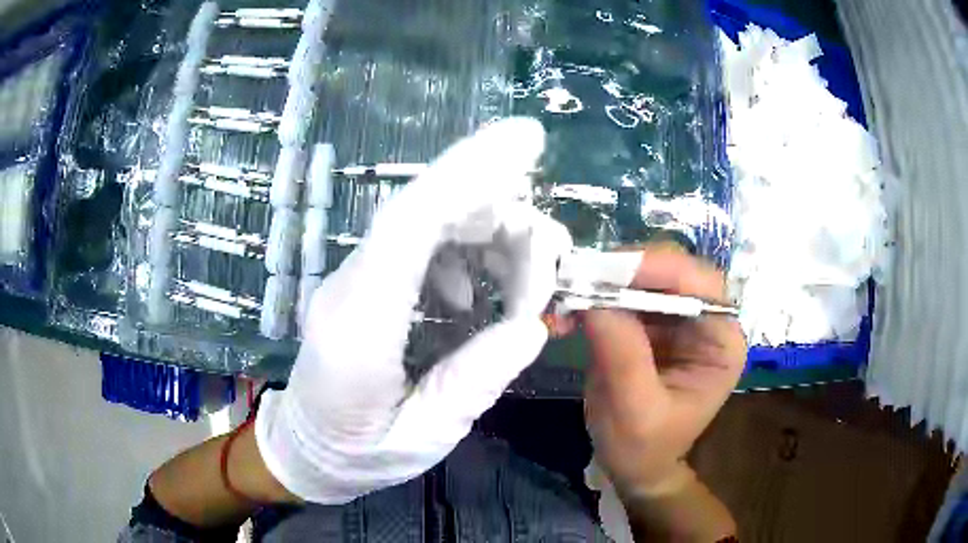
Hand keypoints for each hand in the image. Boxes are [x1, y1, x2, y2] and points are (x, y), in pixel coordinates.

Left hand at [255, 118, 572, 503]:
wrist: (304, 450)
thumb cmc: (359, 456)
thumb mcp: (424, 438)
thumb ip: (473, 383)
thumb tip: (531, 326)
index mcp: (358, 331)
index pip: (409, 223)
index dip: (468, 171)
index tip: (526, 139)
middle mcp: (348, 287)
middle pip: (424, 209)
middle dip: (499, 211)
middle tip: (548, 259)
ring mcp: (351, 279)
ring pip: (425, 220)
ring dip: (488, 236)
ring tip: (522, 288)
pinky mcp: (363, 282)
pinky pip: (417, 243)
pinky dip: (464, 252)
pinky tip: (475, 296)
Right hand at [583, 244, 746, 497]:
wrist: (634, 465)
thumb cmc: (643, 448)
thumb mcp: (633, 411)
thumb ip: (622, 356)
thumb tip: (594, 298)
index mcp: (722, 343)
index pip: (701, 286)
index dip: (658, 270)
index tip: (607, 273)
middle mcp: (707, 321)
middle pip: (674, 270)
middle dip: (626, 271)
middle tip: (579, 279)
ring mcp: (679, 318)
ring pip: (645, 274)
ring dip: (604, 281)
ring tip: (567, 296)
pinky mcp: (651, 321)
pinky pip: (624, 292)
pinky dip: (595, 295)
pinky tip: (569, 309)